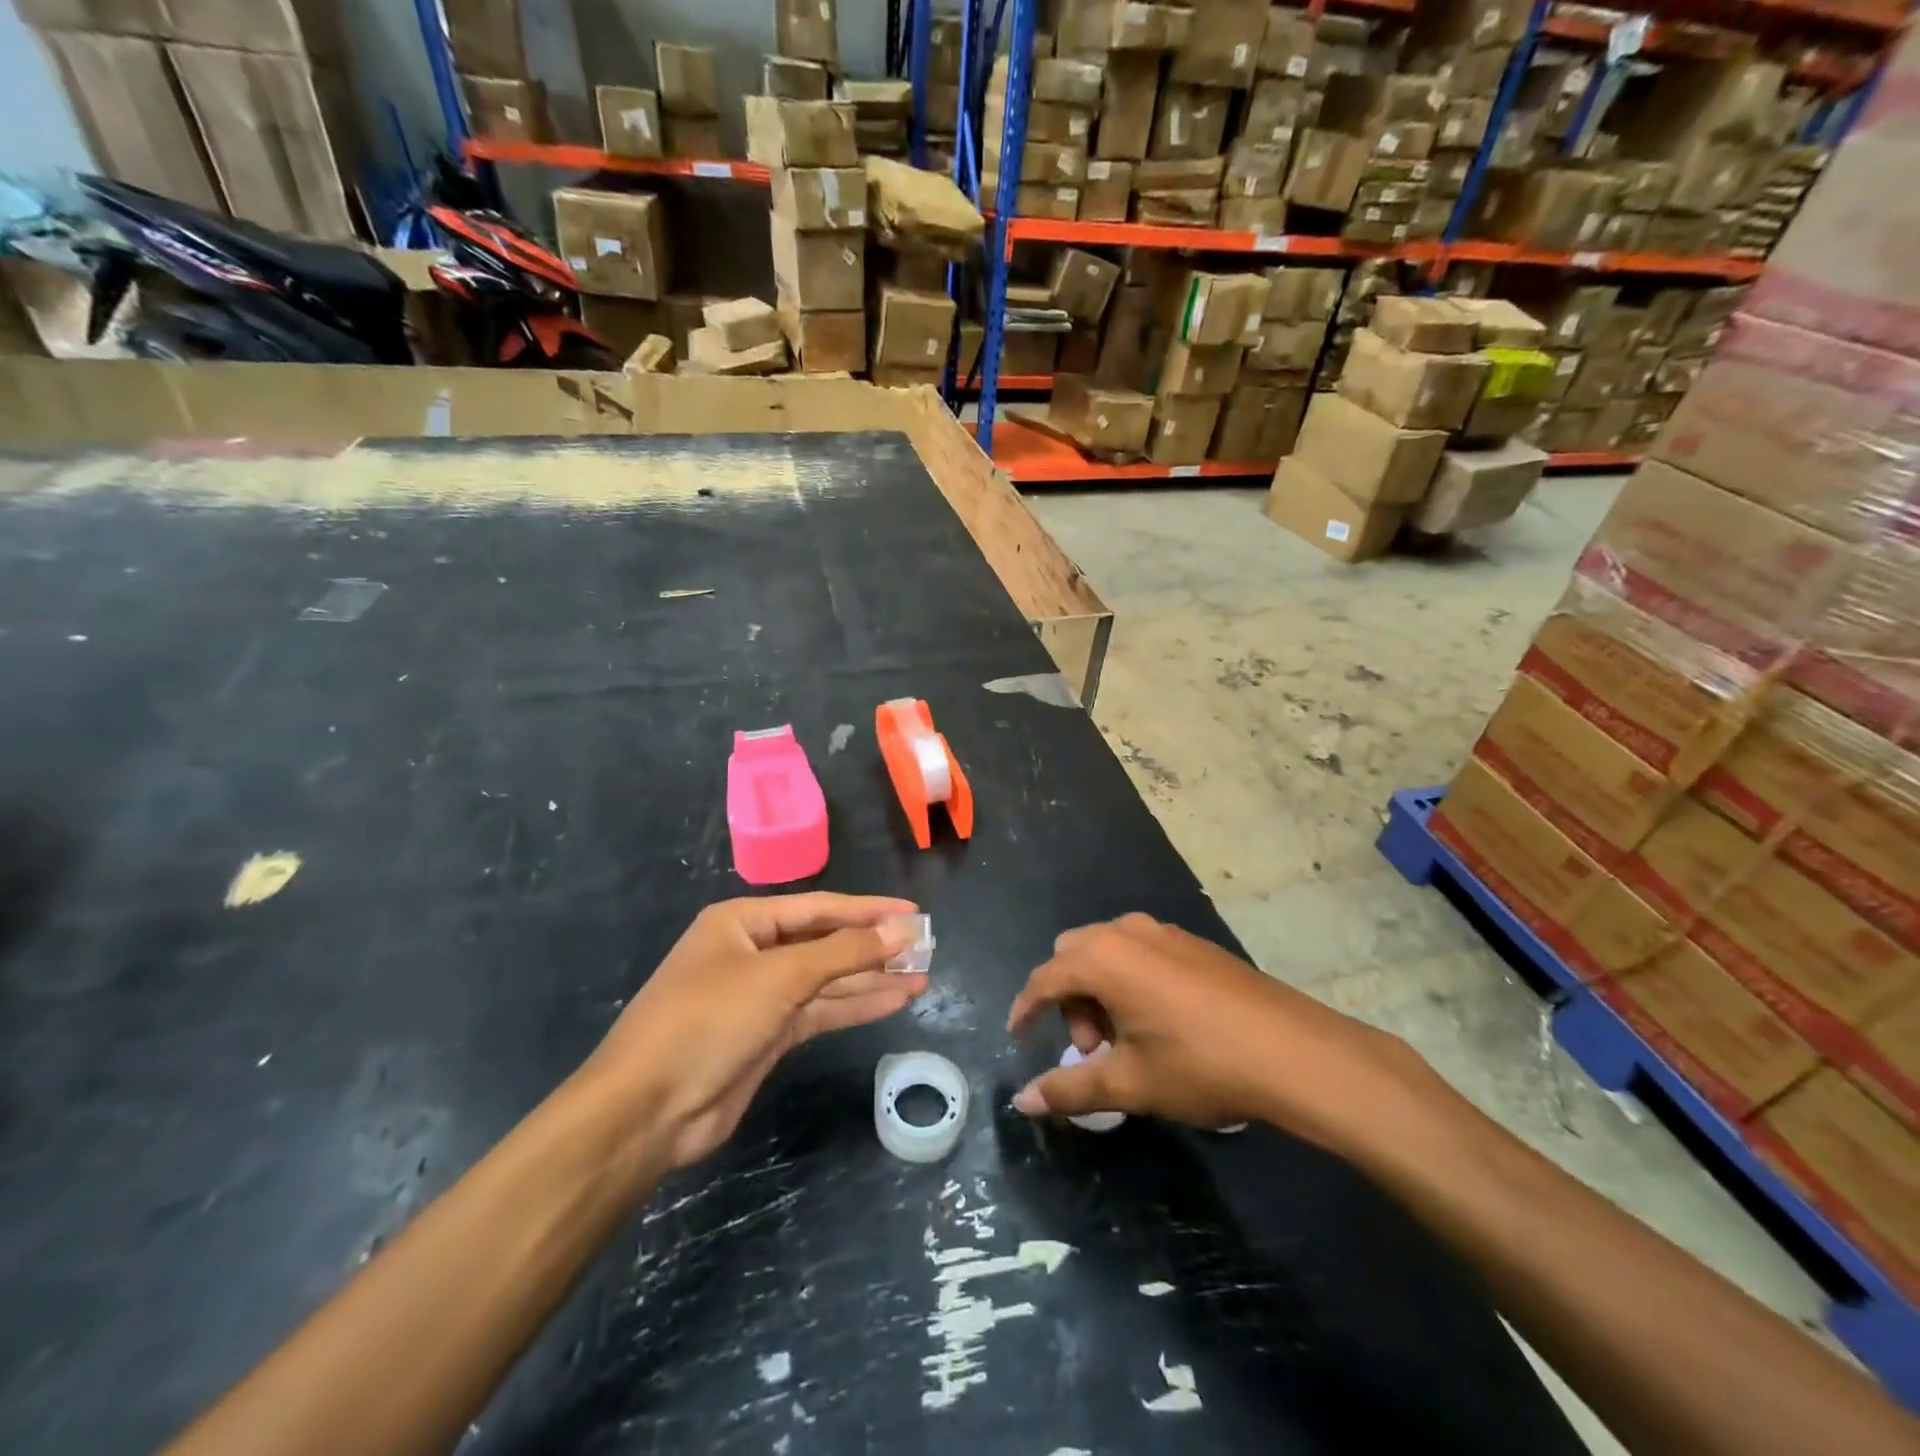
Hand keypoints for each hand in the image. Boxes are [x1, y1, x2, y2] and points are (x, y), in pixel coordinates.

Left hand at [582, 894, 926, 1173]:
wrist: (647, 1110)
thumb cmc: (709, 1020)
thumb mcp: (780, 977)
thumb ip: (844, 952)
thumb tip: (901, 929)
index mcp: (744, 921)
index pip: (820, 907)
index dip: (870, 910)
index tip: (914, 912)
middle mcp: (753, 952)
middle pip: (826, 942)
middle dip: (874, 946)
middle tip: (925, 948)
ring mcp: (761, 996)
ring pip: (828, 979)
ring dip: (872, 978)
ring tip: (922, 976)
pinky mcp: (768, 1035)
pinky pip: (821, 1011)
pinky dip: (855, 1006)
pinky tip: (894, 1001)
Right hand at [1006, 914, 1434, 1156]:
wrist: (1294, 1051)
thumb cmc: (1200, 1065)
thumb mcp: (1129, 1084)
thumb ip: (1069, 1089)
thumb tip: (1022, 1101)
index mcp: (1103, 958)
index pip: (1045, 978)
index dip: (1026, 1009)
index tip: (1018, 1037)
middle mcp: (1127, 932)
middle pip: (1073, 956)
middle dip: (1068, 1001)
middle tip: (1091, 1050)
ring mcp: (1164, 932)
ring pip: (1108, 951)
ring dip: (1099, 990)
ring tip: (1126, 1041)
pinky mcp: (1193, 943)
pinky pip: (1140, 952)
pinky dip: (1129, 981)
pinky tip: (1159, 1024)